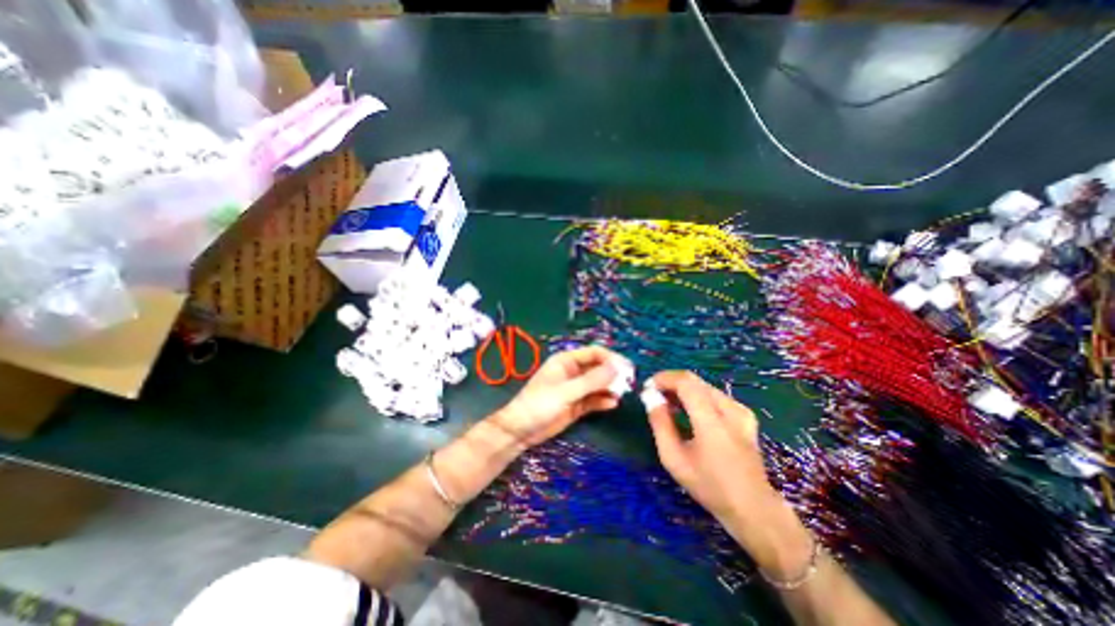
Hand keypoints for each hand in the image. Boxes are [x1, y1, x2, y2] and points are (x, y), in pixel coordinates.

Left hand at [489, 344, 625, 446]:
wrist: (521, 430)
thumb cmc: (540, 404)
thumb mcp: (566, 391)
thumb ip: (591, 380)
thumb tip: (616, 368)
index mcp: (566, 360)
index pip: (594, 353)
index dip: (611, 358)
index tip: (626, 368)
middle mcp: (573, 372)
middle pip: (598, 368)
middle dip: (613, 374)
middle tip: (629, 382)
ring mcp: (576, 388)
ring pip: (598, 384)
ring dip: (610, 387)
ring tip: (622, 394)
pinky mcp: (577, 404)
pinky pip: (594, 399)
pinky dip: (603, 400)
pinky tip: (613, 404)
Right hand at [640, 372, 777, 528]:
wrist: (753, 507)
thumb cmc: (709, 485)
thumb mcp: (674, 458)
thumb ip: (660, 423)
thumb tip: (650, 397)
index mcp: (712, 421)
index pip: (685, 382)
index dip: (664, 378)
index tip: (647, 387)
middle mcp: (729, 409)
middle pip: (694, 380)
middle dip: (670, 382)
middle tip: (654, 396)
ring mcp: (740, 410)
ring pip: (703, 385)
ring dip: (682, 389)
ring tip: (667, 404)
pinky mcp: (745, 415)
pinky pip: (714, 395)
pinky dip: (696, 396)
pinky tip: (688, 411)